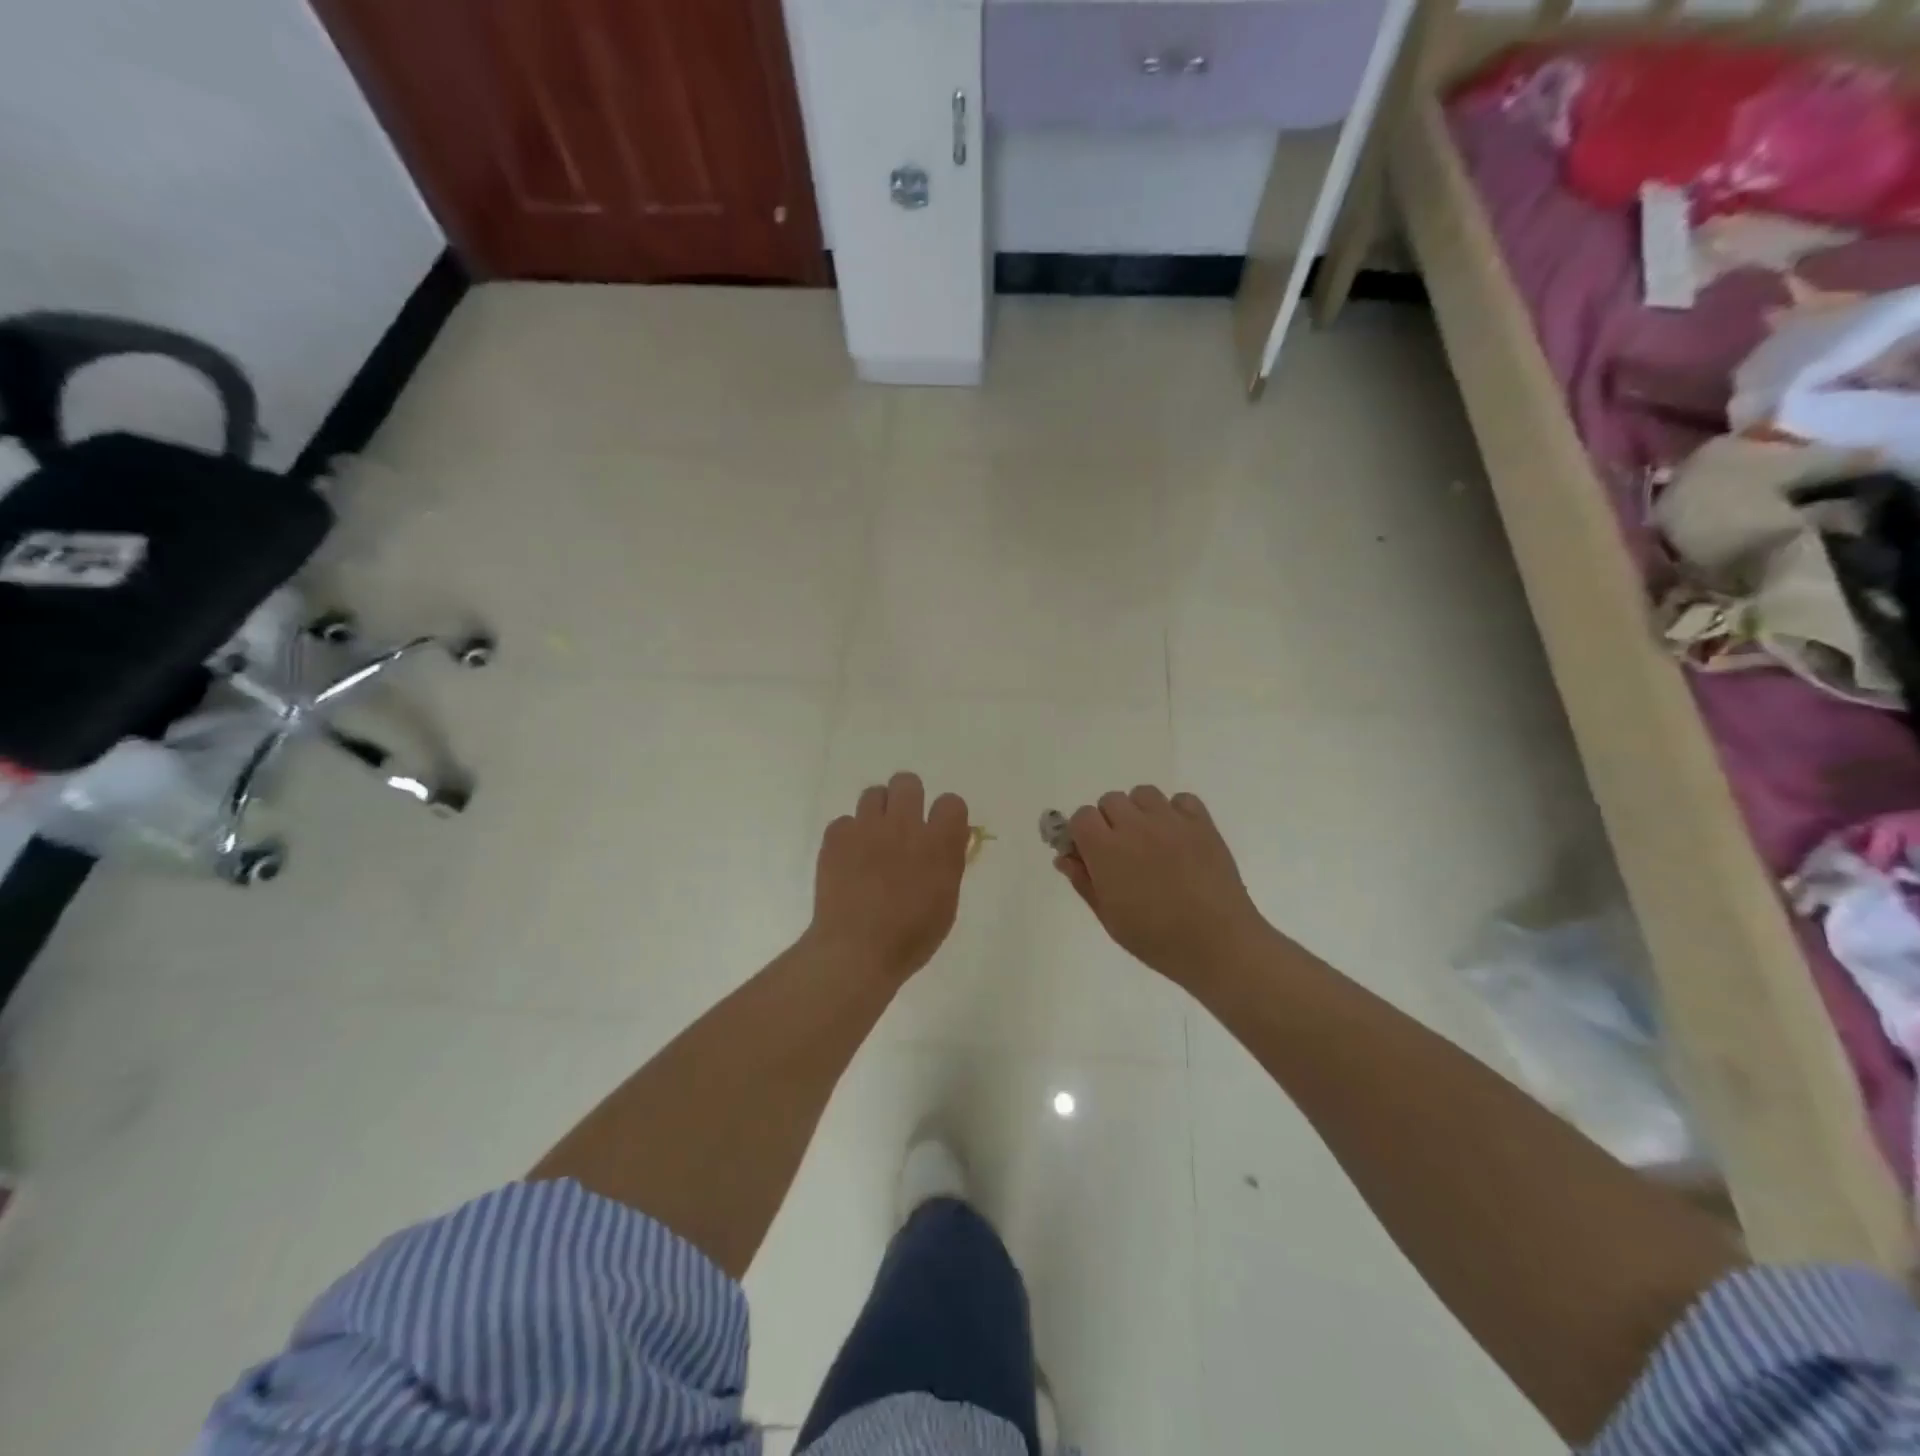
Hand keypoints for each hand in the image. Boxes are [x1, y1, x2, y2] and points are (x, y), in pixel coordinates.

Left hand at [810, 772, 969, 980]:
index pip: (951, 802)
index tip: (939, 831)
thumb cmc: (910, 937)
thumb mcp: (946, 904)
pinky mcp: (836, 837)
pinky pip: (845, 821)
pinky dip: (848, 836)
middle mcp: (904, 826)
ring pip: (873, 794)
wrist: (855, 950)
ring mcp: (866, 828)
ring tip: (873, 840)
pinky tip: (849, 861)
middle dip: (907, 799)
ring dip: (877, 813)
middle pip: (907, 783)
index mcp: (938, 844)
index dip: (946, 815)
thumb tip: (947, 842)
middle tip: (903, 826)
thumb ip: (948, 864)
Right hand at [1056, 787, 1273, 984]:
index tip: (1091, 854)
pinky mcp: (1202, 823)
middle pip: (1110, 800)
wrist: (1218, 944)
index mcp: (1106, 849)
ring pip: (1143, 794)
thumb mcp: (1109, 917)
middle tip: (1122, 852)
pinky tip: (1179, 838)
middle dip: (1110, 821)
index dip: (1083, 833)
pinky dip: (1176, 812)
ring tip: (1151, 841)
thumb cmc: (1156, 939)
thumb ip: (1084, 881)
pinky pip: (1181, 800)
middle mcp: (1135, 826)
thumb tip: (1065, 857)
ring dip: (1140, 812)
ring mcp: (1171, 821)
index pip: (1081, 816)